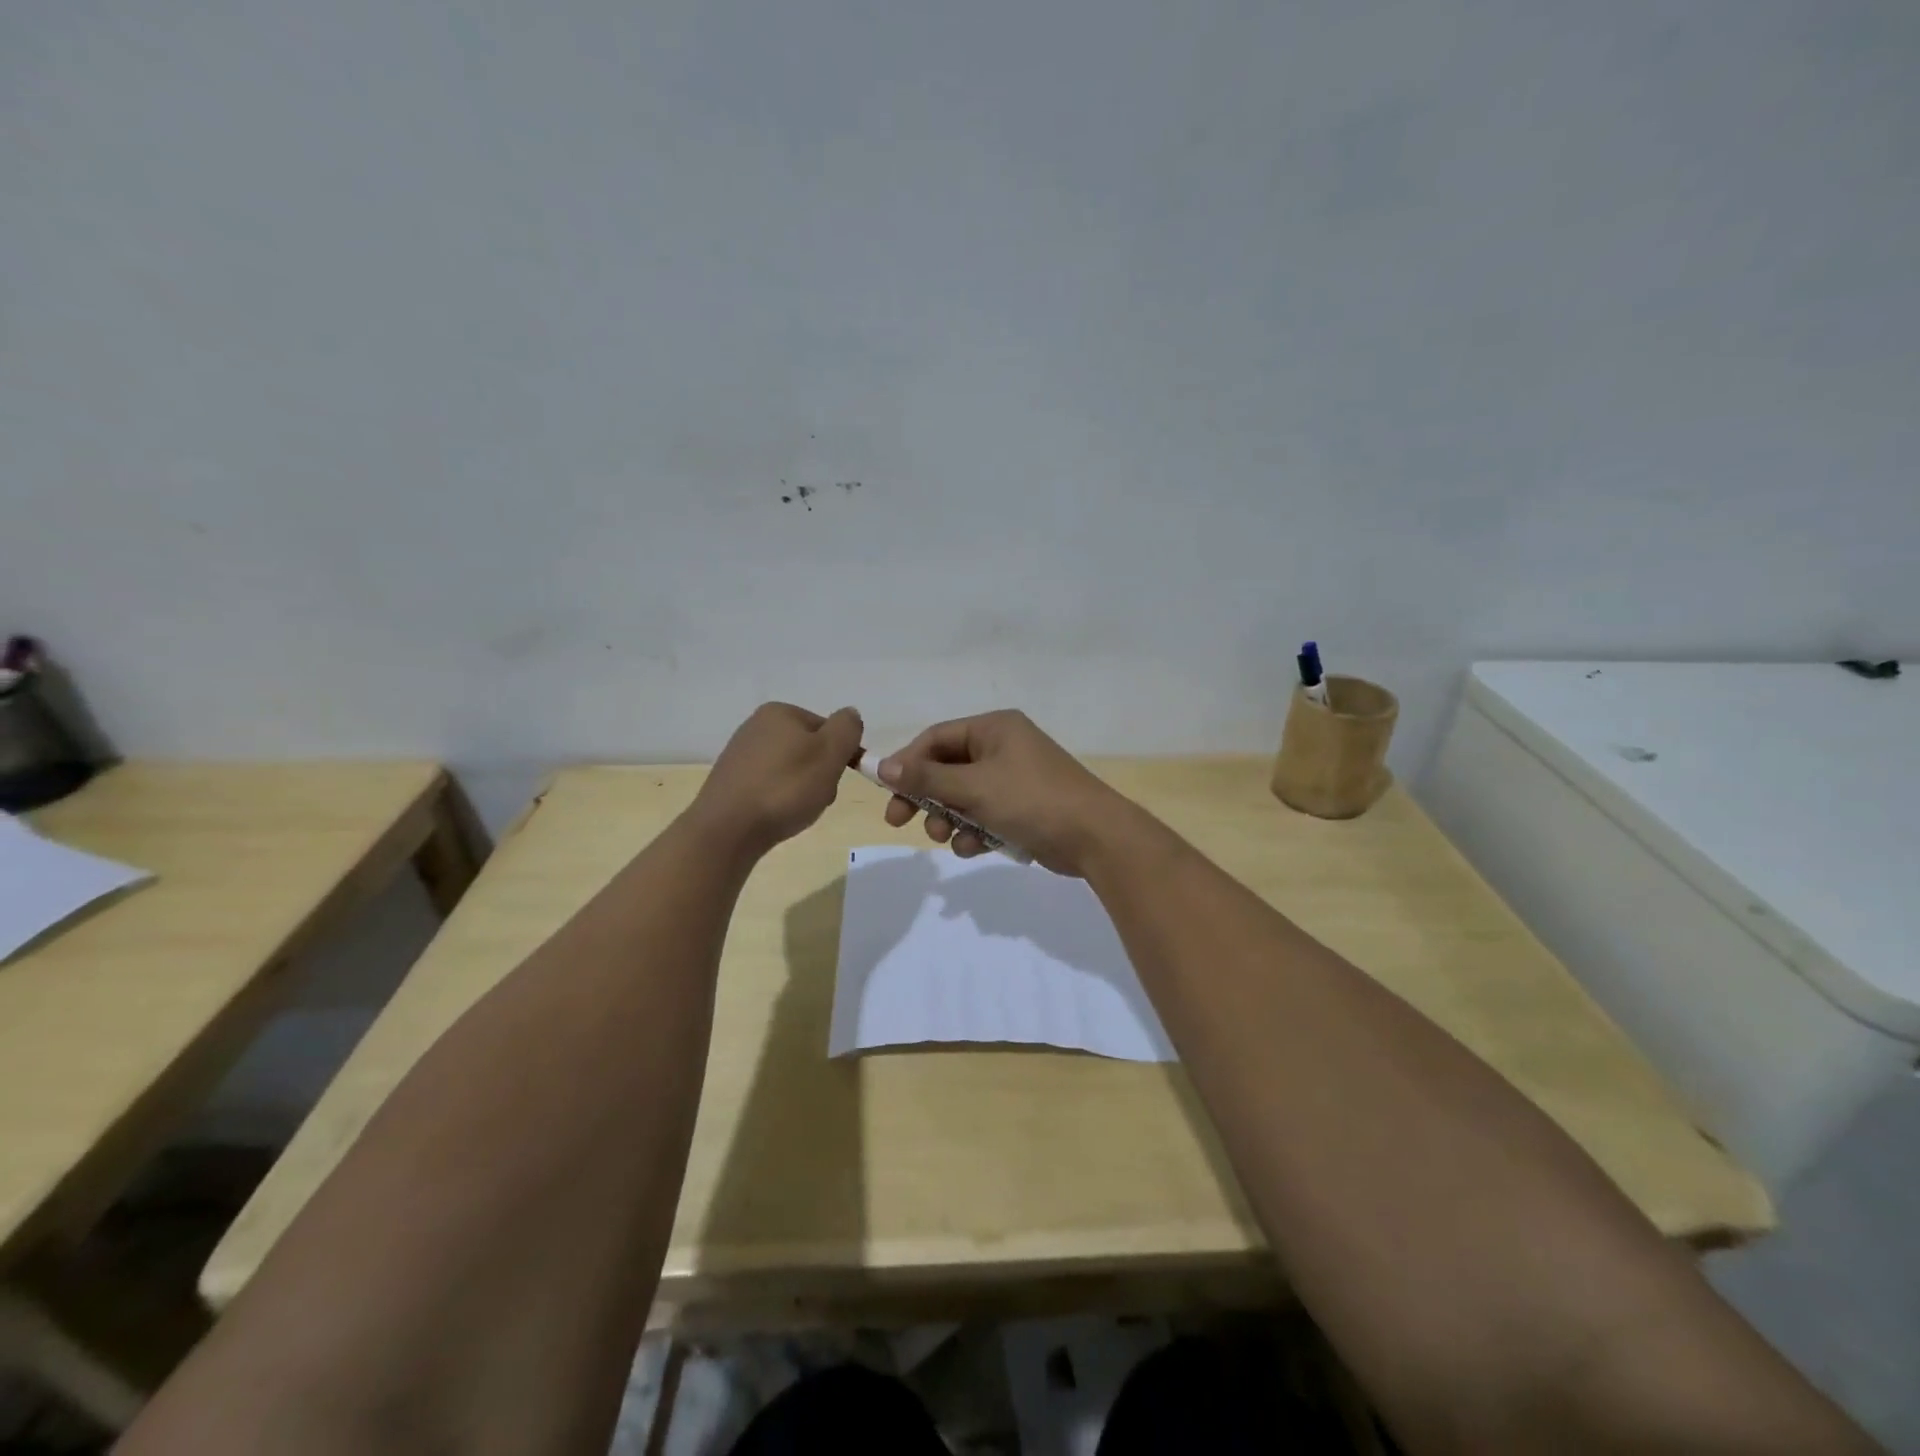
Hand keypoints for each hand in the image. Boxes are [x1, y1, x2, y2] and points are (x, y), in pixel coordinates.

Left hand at [691, 703, 862, 857]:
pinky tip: (776, 815)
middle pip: (809, 749)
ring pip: (791, 770)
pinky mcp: (731, 781)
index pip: (828, 729)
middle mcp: (757, 726)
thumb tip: (850, 715)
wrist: (728, 829)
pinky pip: (770, 786)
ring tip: (795, 811)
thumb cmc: (786, 788)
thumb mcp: (830, 753)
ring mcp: (741, 754)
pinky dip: (779, 799)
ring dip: (802, 789)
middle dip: (820, 774)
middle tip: (816, 797)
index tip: (836, 778)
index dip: (840, 755)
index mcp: (780, 712)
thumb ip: (847, 728)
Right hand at [878, 710, 1133, 876]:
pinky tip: (974, 847)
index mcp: (994, 729)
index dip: (907, 763)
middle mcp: (1003, 747)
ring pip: (963, 796)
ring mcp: (1014, 779)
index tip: (886, 791)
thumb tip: (882, 766)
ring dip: (949, 818)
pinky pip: (984, 815)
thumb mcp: (974, 787)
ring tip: (947, 838)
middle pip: (947, 768)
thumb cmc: (1031, 800)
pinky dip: (974, 831)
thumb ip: (927, 778)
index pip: (936, 738)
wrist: (1095, 837)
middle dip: (926, 797)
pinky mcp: (1022, 808)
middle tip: (899, 822)